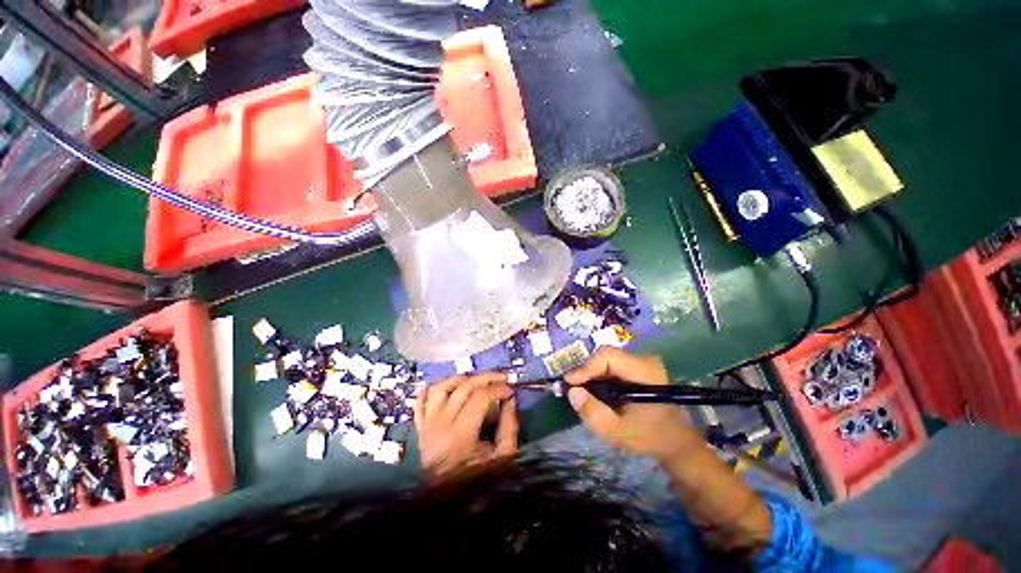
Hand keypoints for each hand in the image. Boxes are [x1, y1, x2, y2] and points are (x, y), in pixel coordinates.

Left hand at [413, 372, 517, 475]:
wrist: (444, 508)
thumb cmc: (476, 484)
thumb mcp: (502, 459)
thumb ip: (509, 427)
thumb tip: (510, 400)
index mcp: (460, 436)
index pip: (480, 397)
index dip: (499, 389)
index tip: (511, 390)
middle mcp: (439, 425)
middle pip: (464, 387)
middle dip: (487, 377)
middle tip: (502, 378)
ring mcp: (426, 425)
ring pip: (441, 387)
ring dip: (461, 378)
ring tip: (477, 380)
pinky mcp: (419, 427)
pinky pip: (422, 399)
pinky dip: (435, 387)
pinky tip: (450, 386)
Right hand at [564, 348, 698, 459]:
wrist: (677, 441)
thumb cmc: (650, 438)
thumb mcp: (618, 432)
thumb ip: (593, 413)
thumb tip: (572, 391)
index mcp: (645, 371)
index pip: (607, 357)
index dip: (586, 368)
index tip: (571, 385)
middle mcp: (643, 359)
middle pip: (605, 356)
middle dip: (587, 373)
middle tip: (574, 391)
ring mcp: (641, 362)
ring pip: (606, 360)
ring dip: (592, 376)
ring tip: (583, 393)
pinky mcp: (637, 368)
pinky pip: (611, 366)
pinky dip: (599, 378)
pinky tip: (596, 393)